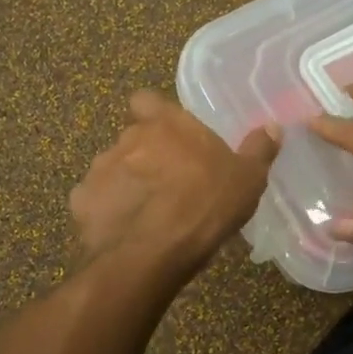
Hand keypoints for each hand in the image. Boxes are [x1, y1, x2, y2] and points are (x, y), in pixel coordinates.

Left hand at [70, 91, 279, 274]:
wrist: (152, 254)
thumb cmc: (206, 205)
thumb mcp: (247, 180)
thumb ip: (258, 150)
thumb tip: (272, 127)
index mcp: (165, 124)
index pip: (145, 100)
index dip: (154, 114)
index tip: (169, 135)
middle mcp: (127, 138)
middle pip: (132, 138)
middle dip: (145, 157)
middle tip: (169, 184)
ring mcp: (98, 169)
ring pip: (112, 170)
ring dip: (126, 184)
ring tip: (147, 214)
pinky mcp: (80, 202)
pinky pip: (96, 202)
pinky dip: (108, 212)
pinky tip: (125, 232)